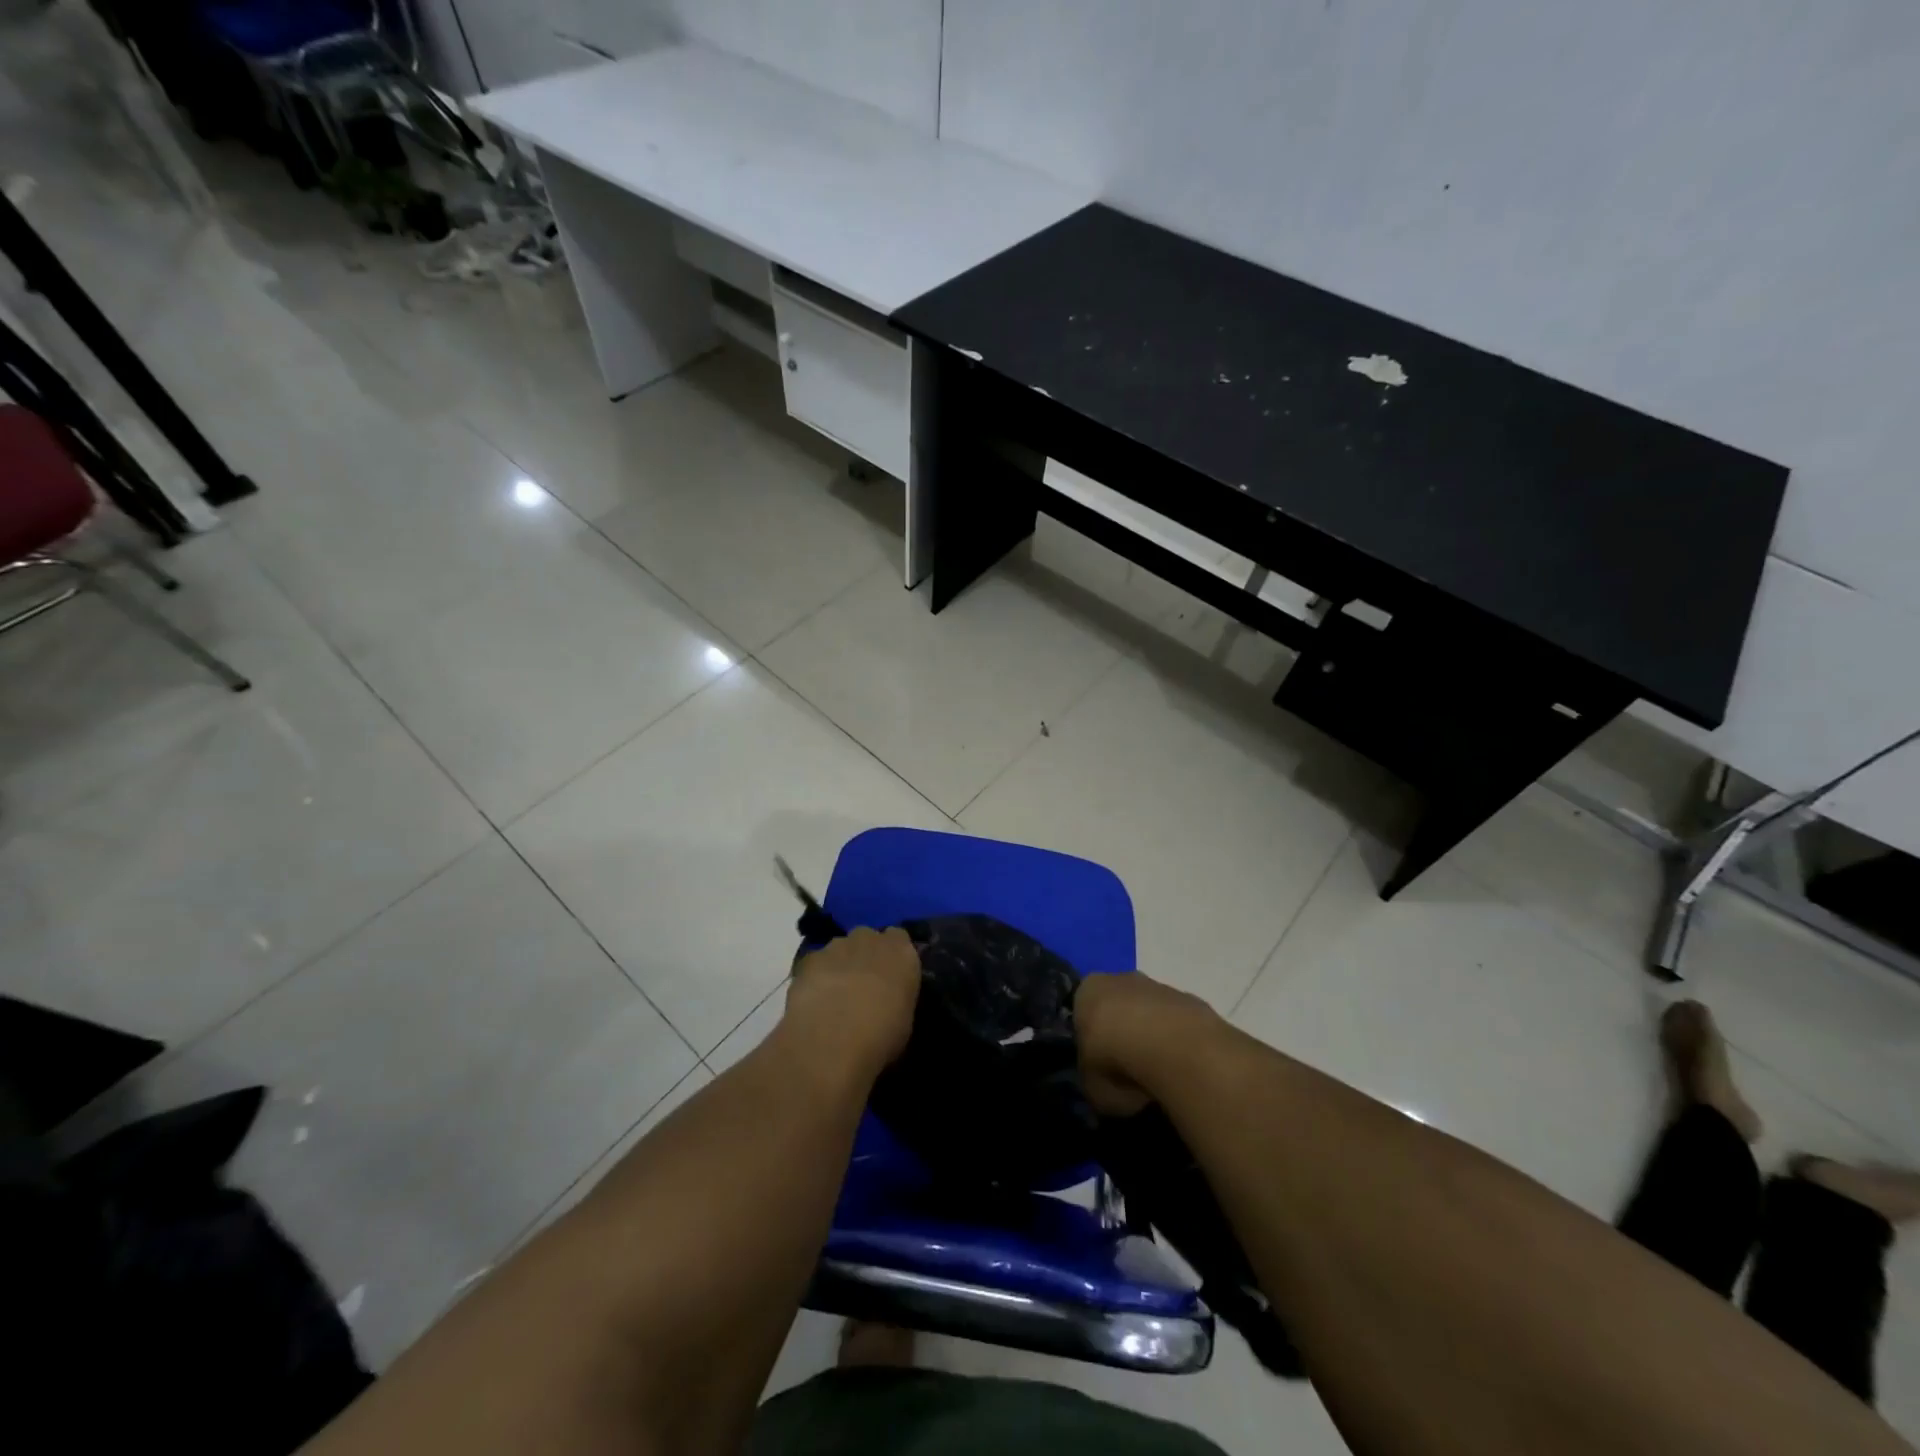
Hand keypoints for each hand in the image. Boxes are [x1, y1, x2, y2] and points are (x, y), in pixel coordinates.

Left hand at [784, 927, 921, 1074]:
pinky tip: (813, 1001)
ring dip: (839, 965)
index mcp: (901, 952)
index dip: (892, 956)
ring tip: (834, 997)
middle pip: (868, 938)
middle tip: (863, 985)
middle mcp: (870, 940)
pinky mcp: (808, 960)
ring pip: (840, 948)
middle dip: (865, 955)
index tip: (890, 976)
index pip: (899, 938)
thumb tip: (887, 999)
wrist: (832, 1041)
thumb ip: (897, 997)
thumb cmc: (880, 1036)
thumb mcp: (904, 1020)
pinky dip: (815, 977)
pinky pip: (815, 963)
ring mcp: (836, 946)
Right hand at [1075, 971, 1218, 1117]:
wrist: (1174, 1048)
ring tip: (1159, 1076)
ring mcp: (1159, 987)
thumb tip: (1106, 1085)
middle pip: (1118, 1007)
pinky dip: (1179, 1044)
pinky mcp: (1191, 1000)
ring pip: (1150, 1014)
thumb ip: (1094, 1080)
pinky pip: (1178, 1025)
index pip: (1082, 1012)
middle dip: (1123, 1034)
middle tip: (1128, 1071)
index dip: (1091, 1041)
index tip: (1099, 1066)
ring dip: (1153, 1038)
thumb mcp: (1091, 1086)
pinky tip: (1183, 1069)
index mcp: (1087, 991)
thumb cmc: (1117, 1063)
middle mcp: (1121, 979)